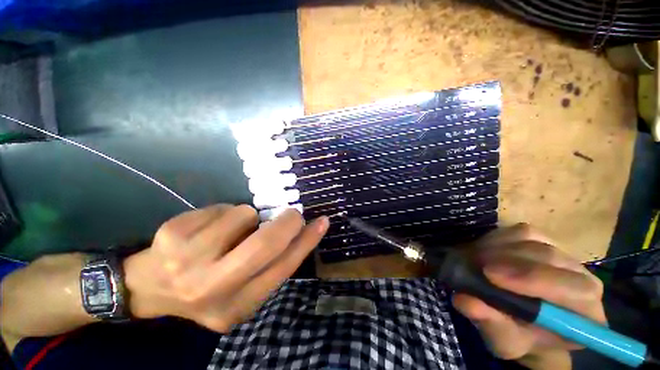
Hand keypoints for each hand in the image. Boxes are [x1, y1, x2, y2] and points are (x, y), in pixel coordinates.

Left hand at [124, 204, 328, 332]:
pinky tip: (208, 228)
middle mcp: (213, 289)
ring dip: (248, 217)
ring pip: (245, 216)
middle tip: (292, 214)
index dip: (307, 242)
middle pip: (265, 244)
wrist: (148, 287)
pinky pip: (222, 208)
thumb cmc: (206, 285)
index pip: (283, 268)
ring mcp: (188, 261)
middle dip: (287, 222)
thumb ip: (269, 264)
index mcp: (237, 306)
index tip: (322, 222)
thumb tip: (296, 231)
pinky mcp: (173, 235)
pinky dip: (224, 212)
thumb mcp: (241, 287)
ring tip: (232, 230)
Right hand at [452, 224, 604, 369]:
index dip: (532, 279)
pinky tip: (484, 251)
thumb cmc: (518, 338)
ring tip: (475, 259)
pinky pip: (521, 231)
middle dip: (508, 260)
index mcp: (586, 314)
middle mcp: (583, 280)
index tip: (489, 275)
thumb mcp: (502, 341)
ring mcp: (564, 256)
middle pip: (550, 258)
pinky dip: (498, 238)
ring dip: (499, 248)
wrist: (521, 323)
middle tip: (475, 263)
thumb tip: (464, 301)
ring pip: (533, 240)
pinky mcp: (545, 241)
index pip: (573, 289)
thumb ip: (490, 324)